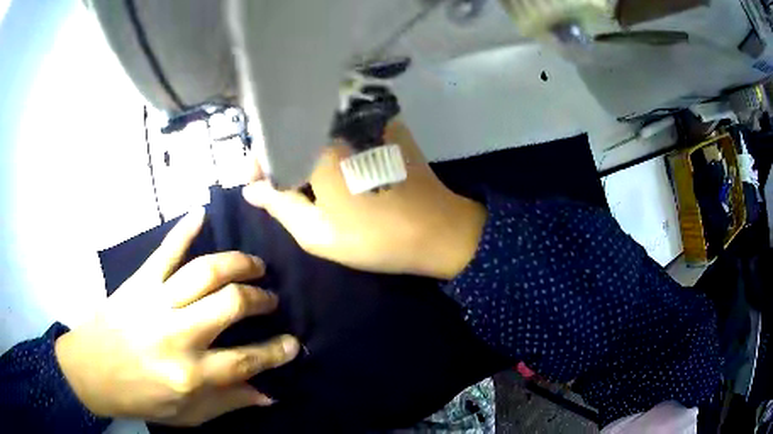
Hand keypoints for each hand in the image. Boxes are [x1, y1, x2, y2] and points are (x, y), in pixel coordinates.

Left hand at [54, 209, 299, 425]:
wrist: (91, 371)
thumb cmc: (140, 397)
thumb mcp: (187, 416)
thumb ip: (228, 403)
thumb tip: (268, 394)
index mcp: (189, 374)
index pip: (246, 360)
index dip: (276, 352)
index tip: (294, 343)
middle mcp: (176, 334)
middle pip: (230, 304)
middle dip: (260, 299)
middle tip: (270, 300)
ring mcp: (156, 301)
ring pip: (204, 271)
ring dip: (237, 264)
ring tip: (254, 266)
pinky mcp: (139, 282)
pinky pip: (165, 250)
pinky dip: (184, 230)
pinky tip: (201, 214)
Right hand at [243, 120, 485, 279]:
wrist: (438, 230)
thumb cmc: (375, 237)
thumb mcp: (317, 233)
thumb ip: (279, 206)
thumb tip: (252, 189)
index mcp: (320, 147)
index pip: (272, 142)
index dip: (258, 163)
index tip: (256, 185)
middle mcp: (341, 121)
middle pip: (294, 127)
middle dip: (279, 153)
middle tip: (276, 183)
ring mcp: (367, 117)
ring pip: (317, 122)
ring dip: (302, 145)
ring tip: (301, 176)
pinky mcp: (385, 122)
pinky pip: (344, 122)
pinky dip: (328, 138)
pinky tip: (330, 161)